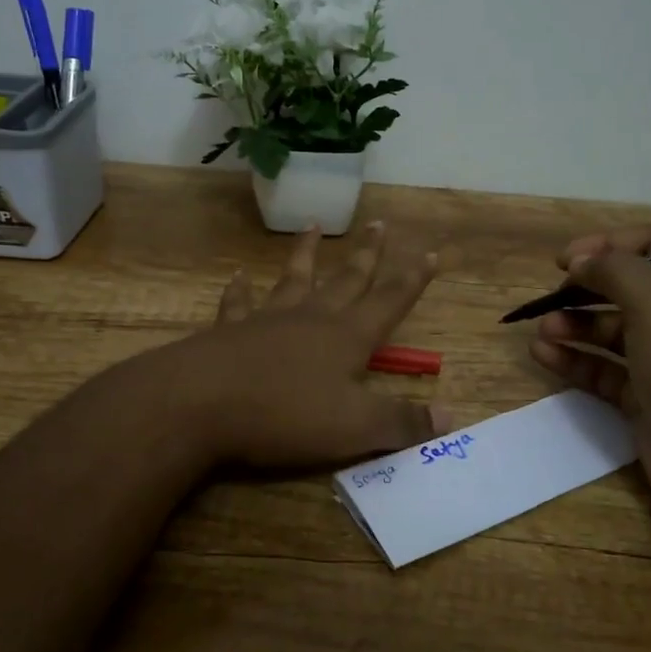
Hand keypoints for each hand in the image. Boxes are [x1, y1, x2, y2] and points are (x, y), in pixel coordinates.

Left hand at [170, 223, 449, 468]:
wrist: (200, 403)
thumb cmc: (285, 414)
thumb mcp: (354, 428)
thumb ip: (401, 423)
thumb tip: (450, 416)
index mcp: (346, 337)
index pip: (389, 301)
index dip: (413, 280)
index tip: (430, 253)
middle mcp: (311, 318)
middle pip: (346, 279)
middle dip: (366, 254)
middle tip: (378, 224)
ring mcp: (267, 319)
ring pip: (294, 278)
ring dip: (306, 253)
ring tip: (313, 226)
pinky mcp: (229, 331)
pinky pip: (238, 302)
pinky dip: (240, 289)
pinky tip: (237, 277)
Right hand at [528, 226, 650, 514]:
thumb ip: (614, 270)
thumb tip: (581, 262)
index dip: (609, 244)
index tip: (567, 259)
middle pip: (627, 289)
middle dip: (586, 288)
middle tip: (552, 295)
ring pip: (611, 331)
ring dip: (574, 324)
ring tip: (544, 328)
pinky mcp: (645, 399)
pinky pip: (603, 370)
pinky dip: (573, 359)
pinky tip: (542, 354)